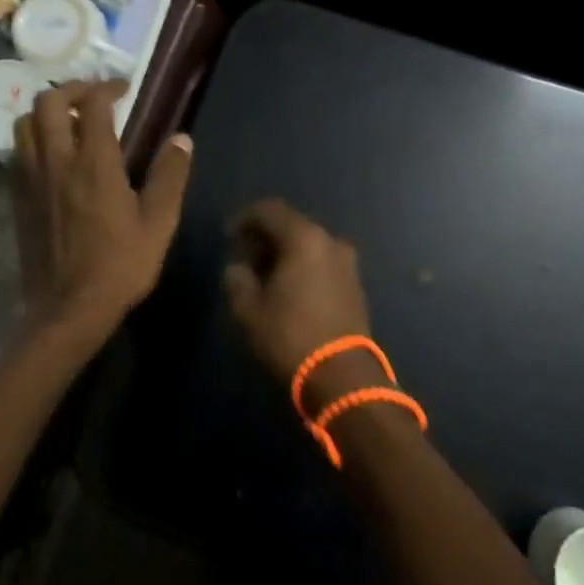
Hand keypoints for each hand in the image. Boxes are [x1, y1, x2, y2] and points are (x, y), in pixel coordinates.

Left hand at [13, 79, 193, 341]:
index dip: (107, 87)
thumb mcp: (159, 223)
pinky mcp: (17, 198)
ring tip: (69, 122)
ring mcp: (31, 179)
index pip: (92, 105)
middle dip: (71, 90)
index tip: (124, 90)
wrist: (67, 309)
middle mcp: (56, 162)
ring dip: (46, 112)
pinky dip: (34, 139)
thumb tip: (181, 138)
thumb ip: (170, 176)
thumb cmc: (119, 266)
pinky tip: (53, 156)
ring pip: (25, 123)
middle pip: (47, 101)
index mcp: (94, 164)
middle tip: (93, 99)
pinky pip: (18, 152)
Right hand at [223, 200, 379, 411]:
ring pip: (308, 243)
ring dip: (284, 252)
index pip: (269, 210)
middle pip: (291, 224)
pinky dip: (303, 265)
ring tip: (264, 275)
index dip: (244, 219)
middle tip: (244, 257)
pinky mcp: (354, 282)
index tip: (229, 237)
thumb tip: (239, 267)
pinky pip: (322, 261)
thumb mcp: (249, 309)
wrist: (342, 374)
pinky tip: (288, 287)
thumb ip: (237, 279)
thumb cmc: (290, 336)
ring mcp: (347, 261)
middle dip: (265, 236)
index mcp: (304, 238)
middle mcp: (330, 241)